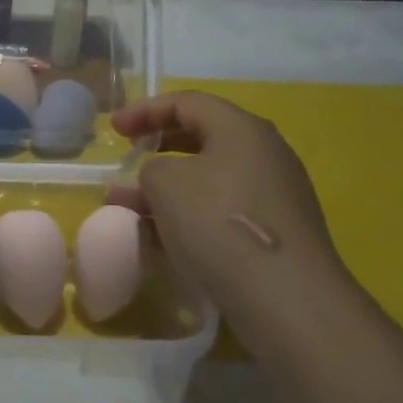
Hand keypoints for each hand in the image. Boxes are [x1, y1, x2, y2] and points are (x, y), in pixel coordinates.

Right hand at [111, 92, 353, 349]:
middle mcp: (264, 154)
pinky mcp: (274, 234)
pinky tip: (159, 240)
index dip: (144, 110)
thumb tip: (159, 179)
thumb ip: (150, 168)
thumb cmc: (219, 224)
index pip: (187, 102)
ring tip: (129, 209)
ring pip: (208, 179)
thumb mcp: (165, 184)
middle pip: (202, 137)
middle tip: (128, 159)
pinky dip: (188, 216)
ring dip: (166, 189)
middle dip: (157, 149)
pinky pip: (221, 211)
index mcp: (241, 129)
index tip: (114, 130)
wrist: (288, 300)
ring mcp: (274, 196)